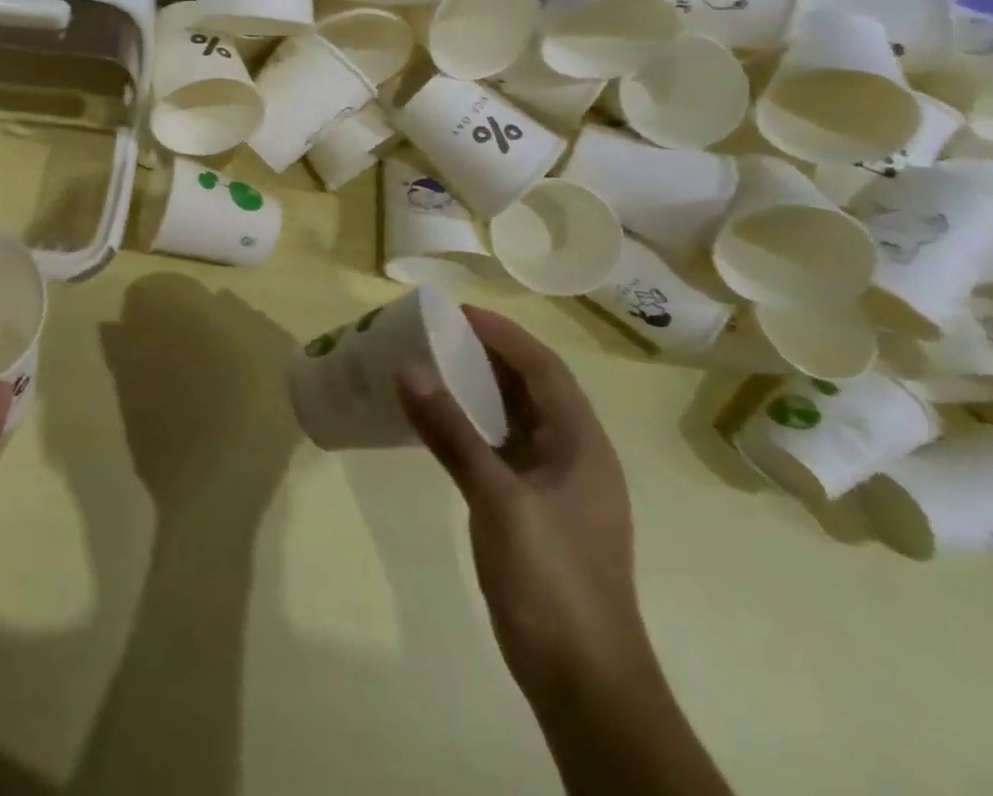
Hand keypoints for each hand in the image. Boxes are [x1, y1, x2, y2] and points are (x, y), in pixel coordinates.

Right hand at [397, 308, 646, 699]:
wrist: (584, 681)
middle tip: (431, 331)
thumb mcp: (498, 501)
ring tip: (427, 363)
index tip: (454, 311)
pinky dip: (469, 423)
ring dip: (476, 387)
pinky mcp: (531, 509)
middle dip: (486, 353)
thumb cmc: (552, 581)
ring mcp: (553, 486)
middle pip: (531, 388)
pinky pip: (499, 446)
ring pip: (514, 417)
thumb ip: (452, 433)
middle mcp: (573, 457)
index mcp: (582, 447)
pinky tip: (436, 421)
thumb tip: (407, 369)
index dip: (503, 334)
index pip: (544, 370)